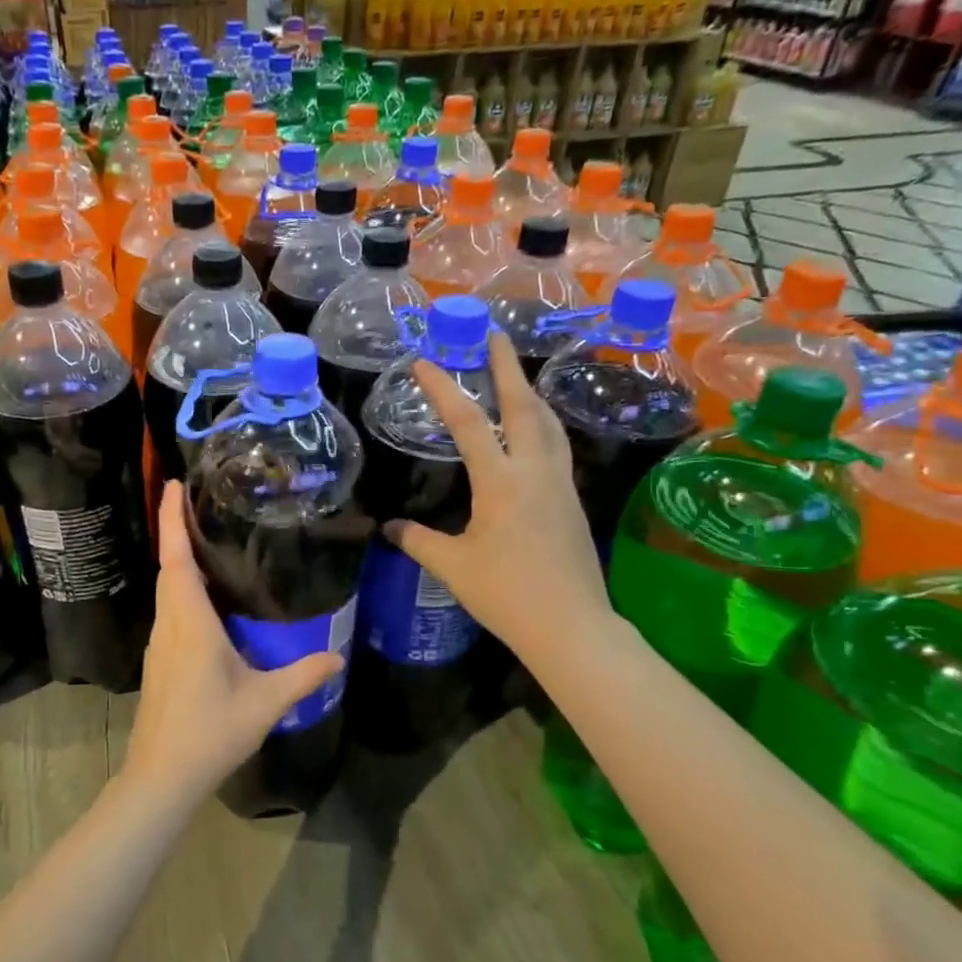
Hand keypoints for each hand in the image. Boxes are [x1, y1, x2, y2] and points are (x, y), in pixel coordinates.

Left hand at [124, 481, 343, 803]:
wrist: (161, 776)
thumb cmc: (210, 732)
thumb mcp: (265, 702)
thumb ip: (302, 676)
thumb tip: (338, 657)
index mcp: (190, 623)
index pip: (177, 559)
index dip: (172, 519)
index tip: (173, 484)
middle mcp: (169, 624)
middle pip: (169, 566)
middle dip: (175, 528)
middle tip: (194, 498)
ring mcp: (160, 643)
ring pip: (167, 589)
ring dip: (179, 558)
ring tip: (204, 537)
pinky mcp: (159, 660)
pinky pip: (170, 609)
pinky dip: (181, 587)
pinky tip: (205, 596)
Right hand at [385, 332, 612, 666]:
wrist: (571, 625)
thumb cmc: (506, 594)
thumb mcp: (452, 567)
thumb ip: (418, 541)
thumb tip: (388, 527)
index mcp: (500, 482)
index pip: (468, 422)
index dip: (443, 389)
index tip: (425, 362)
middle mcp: (534, 471)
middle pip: (523, 406)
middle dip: (507, 367)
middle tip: (496, 335)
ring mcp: (560, 484)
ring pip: (548, 423)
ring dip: (531, 393)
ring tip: (517, 375)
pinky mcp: (572, 501)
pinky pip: (557, 447)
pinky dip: (543, 424)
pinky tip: (536, 432)